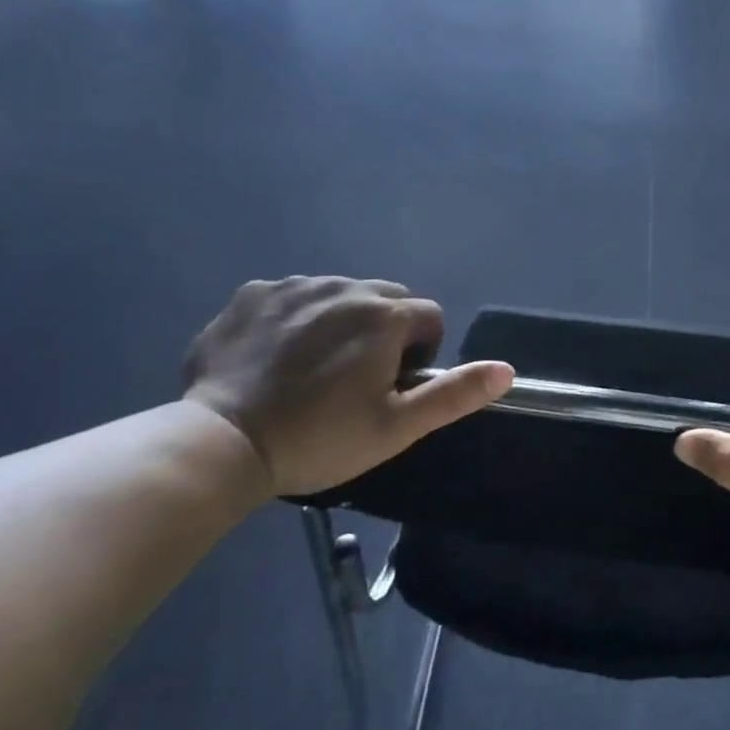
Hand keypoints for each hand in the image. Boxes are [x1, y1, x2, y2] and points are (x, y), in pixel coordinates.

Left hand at [182, 277, 512, 498]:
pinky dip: (295, 317)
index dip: (420, 354)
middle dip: (384, 330)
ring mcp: (294, 286)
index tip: (391, 388)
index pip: (429, 317)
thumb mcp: (397, 427)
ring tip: (313, 369)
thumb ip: (454, 394)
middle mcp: (344, 287)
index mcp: (384, 316)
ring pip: (339, 293)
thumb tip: (507, 370)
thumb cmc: (320, 439)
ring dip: (341, 321)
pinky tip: (275, 356)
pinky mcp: (252, 293)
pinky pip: (292, 295)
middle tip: (355, 380)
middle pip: (386, 298)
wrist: (222, 443)